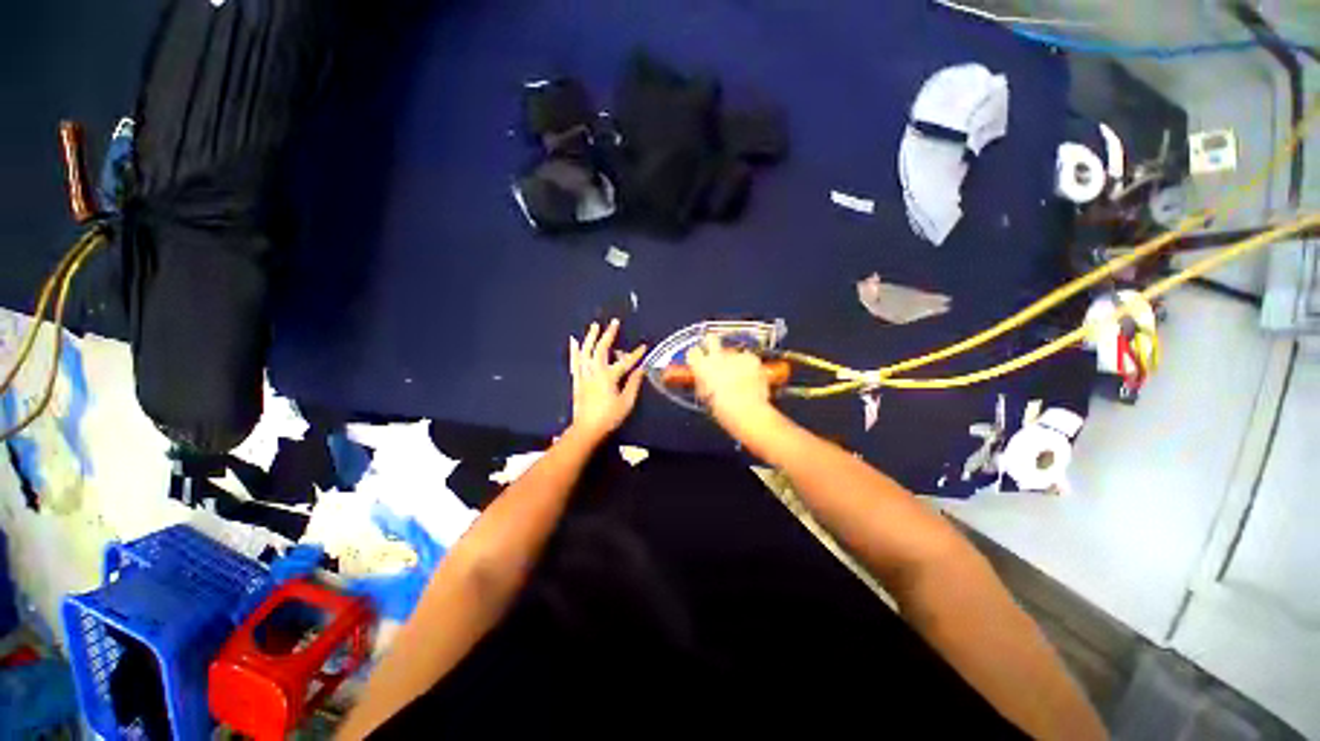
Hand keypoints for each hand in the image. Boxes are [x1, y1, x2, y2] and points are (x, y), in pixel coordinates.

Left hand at [568, 319, 646, 443]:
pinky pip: (575, 361)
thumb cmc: (609, 417)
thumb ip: (633, 384)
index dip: (636, 354)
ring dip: (591, 337)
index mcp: (608, 377)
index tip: (644, 346)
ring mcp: (583, 374)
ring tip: (595, 325)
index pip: (625, 361)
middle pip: (601, 349)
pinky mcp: (576, 379)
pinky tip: (573, 341)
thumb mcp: (626, 403)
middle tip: (614, 322)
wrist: (586, 429)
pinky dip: (574, 350)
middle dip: (609, 334)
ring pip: (586, 351)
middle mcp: (594, 371)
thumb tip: (641, 369)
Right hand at [685, 334, 775, 423]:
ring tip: (740, 374)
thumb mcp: (706, 397)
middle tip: (717, 352)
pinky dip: (750, 365)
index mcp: (701, 367)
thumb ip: (704, 383)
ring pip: (733, 352)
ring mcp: (735, 355)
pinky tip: (752, 376)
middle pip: (711, 339)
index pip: (693, 352)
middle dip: (713, 343)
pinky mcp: (751, 358)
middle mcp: (716, 357)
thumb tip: (705, 380)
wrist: (746, 409)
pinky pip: (748, 358)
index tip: (699, 359)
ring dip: (734, 360)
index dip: (696, 355)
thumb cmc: (722, 409)